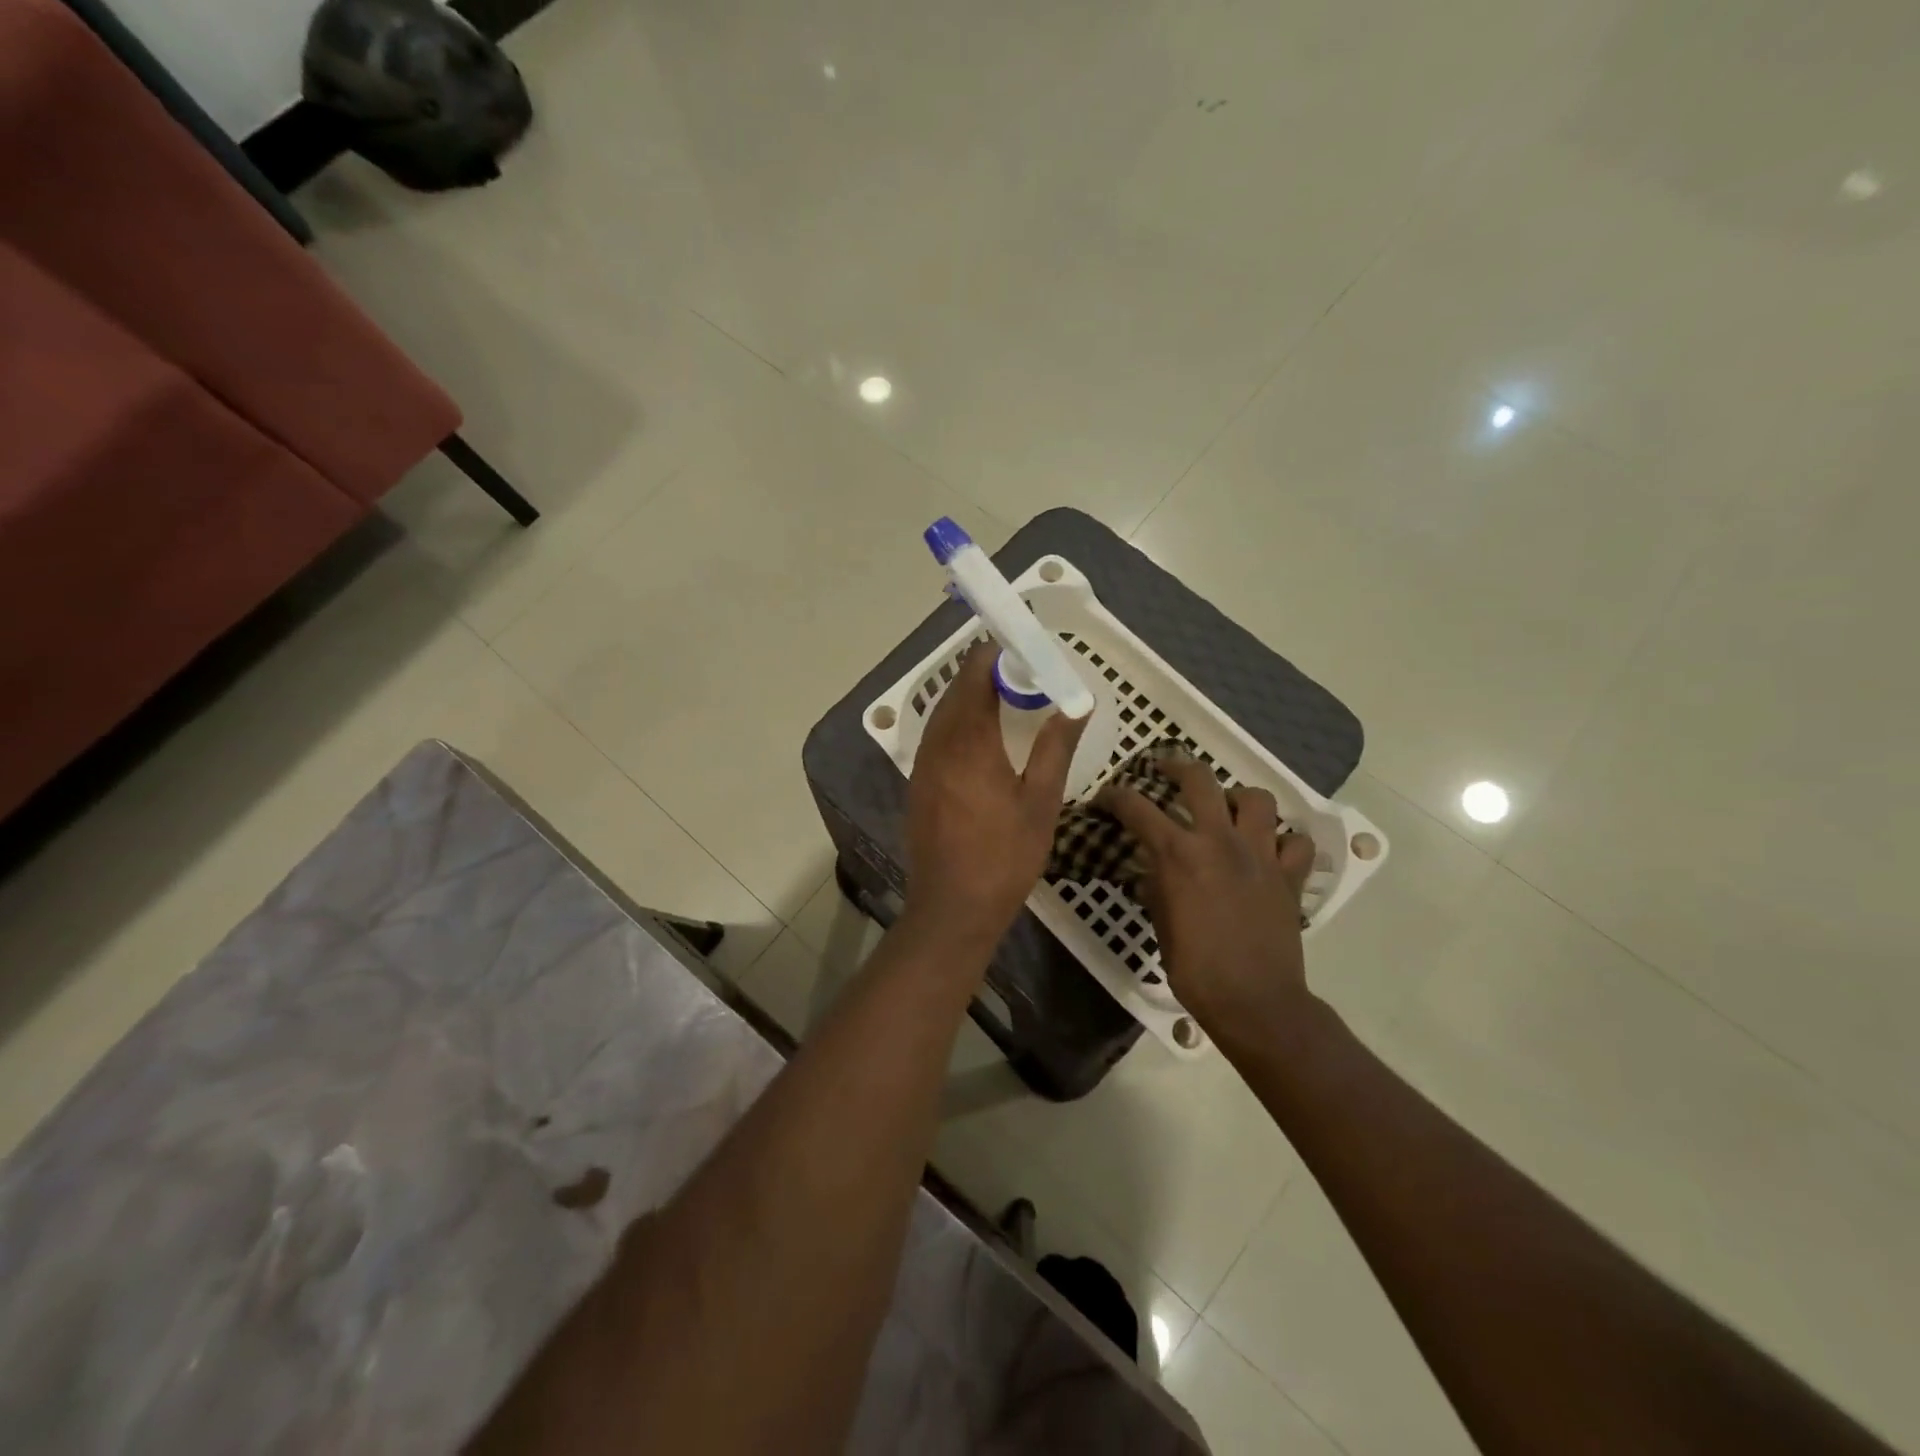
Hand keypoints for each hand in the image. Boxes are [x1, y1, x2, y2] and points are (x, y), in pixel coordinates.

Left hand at [905, 645, 1087, 950]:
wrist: (952, 908)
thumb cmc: (1004, 856)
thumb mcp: (1041, 801)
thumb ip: (1056, 747)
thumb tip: (1077, 704)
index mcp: (969, 741)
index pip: (975, 674)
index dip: (997, 656)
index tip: (1027, 654)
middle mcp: (938, 743)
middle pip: (956, 689)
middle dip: (986, 674)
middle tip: (1024, 676)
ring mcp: (922, 764)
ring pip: (942, 713)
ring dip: (970, 698)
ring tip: (1006, 701)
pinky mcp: (917, 783)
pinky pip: (936, 736)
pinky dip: (957, 723)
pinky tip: (981, 738)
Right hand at [1097, 756, 1315, 1033]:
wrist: (1255, 1001)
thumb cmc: (1196, 969)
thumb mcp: (1160, 923)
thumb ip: (1155, 884)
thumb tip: (1152, 867)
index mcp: (1179, 854)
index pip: (1137, 808)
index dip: (1115, 797)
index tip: (1104, 798)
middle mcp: (1220, 841)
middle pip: (1199, 780)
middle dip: (1175, 766)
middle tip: (1164, 770)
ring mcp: (1260, 854)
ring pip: (1256, 799)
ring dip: (1237, 797)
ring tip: (1226, 808)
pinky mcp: (1289, 875)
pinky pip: (1294, 841)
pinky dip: (1282, 839)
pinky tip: (1268, 849)